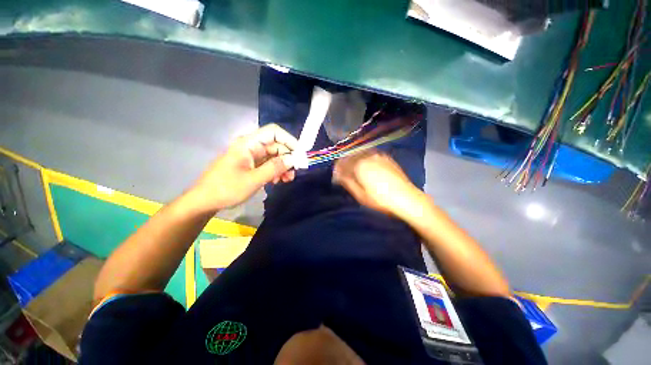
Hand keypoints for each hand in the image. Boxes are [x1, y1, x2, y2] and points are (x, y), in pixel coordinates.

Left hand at [190, 124, 297, 211]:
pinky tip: (277, 181)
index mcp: (249, 143)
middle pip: (277, 145)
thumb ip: (275, 167)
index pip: (274, 132)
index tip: (300, 155)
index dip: (289, 140)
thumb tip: (293, 159)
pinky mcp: (251, 165)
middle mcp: (251, 146)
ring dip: (283, 166)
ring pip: (274, 156)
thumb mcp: (254, 179)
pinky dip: (276, 171)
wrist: (206, 201)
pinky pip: (268, 164)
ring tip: (287, 180)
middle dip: (288, 158)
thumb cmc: (227, 188)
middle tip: (294, 173)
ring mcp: (251, 156)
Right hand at [333, 150, 424, 217]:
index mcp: (359, 166)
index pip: (342, 163)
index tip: (336, 175)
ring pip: (360, 153)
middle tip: (344, 173)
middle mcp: (367, 156)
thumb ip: (347, 182)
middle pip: (350, 156)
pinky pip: (370, 154)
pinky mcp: (386, 157)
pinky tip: (367, 165)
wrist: (406, 197)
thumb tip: (338, 174)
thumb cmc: (380, 199)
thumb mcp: (360, 195)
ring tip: (354, 169)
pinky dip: (364, 158)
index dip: (337, 169)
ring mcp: (378, 155)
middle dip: (345, 163)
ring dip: (354, 159)